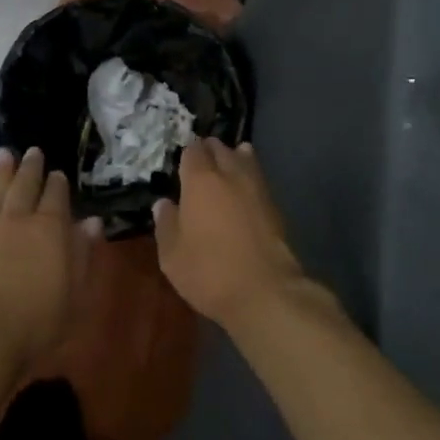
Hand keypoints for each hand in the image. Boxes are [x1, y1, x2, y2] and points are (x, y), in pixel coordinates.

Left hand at [0, 147, 97, 370]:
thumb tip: (92, 222)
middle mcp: (18, 217)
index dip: (59, 182)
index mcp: (50, 227)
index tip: (59, 174)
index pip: (57, 194)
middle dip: (31, 166)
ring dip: (3, 169)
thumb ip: (83, 254)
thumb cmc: (36, 322)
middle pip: (25, 182)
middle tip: (33, 152)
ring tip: (5, 154)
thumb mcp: (75, 293)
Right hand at [153, 139, 302, 328]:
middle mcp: (230, 174)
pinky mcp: (275, 205)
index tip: (181, 164)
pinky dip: (249, 177)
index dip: (186, 154)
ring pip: (245, 158)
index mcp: (200, 180)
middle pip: (220, 148)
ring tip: (225, 170)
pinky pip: (258, 179)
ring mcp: (257, 187)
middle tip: (200, 166)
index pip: (193, 150)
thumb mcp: (172, 255)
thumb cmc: (209, 271)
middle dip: (209, 151)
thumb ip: (166, 224)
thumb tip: (163, 204)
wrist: (265, 291)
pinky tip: (243, 191)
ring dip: (234, 158)